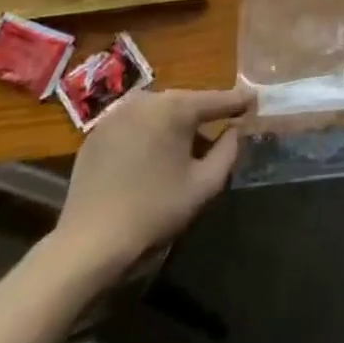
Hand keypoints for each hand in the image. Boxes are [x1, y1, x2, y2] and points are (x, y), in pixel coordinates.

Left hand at [46, 85, 254, 280]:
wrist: (89, 243)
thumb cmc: (154, 211)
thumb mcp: (204, 185)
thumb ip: (228, 151)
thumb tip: (234, 130)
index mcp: (174, 108)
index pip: (216, 100)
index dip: (238, 102)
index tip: (254, 100)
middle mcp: (146, 99)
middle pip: (185, 102)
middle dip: (203, 114)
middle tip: (222, 126)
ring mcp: (117, 113)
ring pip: (158, 111)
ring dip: (174, 124)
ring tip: (186, 145)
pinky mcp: (97, 132)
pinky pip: (134, 124)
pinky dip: (148, 133)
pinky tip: (151, 156)